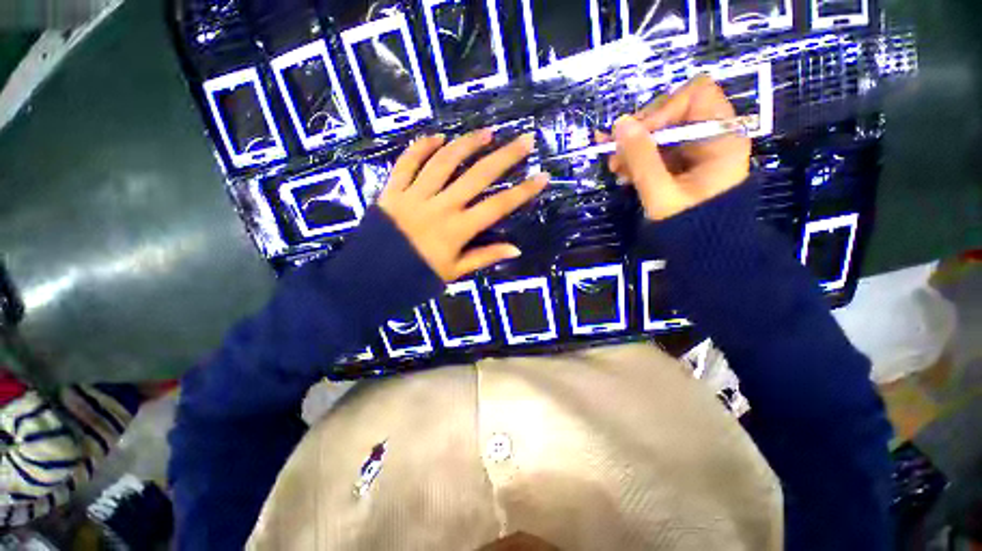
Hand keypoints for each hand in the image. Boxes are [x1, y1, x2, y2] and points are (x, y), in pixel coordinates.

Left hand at [377, 129, 548, 282]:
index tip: (542, 177)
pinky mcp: (391, 191)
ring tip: (487, 133)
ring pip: (443, 162)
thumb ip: (484, 257)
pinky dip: (421, 148)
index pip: (497, 206)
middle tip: (525, 140)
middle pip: (477, 176)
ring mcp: (414, 196)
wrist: (369, 281)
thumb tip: (516, 248)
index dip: (522, 192)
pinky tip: (436, 137)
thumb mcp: (454, 273)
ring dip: (467, 144)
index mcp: (456, 230)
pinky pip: (406, 163)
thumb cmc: (416, 279)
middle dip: (505, 157)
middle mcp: (439, 207)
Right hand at [603, 75, 751, 220]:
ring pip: (660, 131)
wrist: (704, 250)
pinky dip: (638, 157)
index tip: (636, 136)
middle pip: (673, 111)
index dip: (663, 109)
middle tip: (615, 153)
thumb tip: (619, 124)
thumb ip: (641, 157)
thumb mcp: (661, 191)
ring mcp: (696, 149)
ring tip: (614, 167)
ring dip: (634, 146)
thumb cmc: (690, 223)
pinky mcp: (682, 162)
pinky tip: (622, 172)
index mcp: (721, 136)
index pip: (694, 95)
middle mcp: (711, 135)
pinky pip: (657, 149)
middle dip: (640, 131)